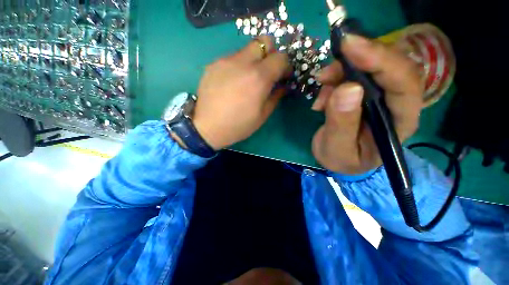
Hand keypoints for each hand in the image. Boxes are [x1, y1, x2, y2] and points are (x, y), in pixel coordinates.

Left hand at [192, 36, 289, 149]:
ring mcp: (226, 61)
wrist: (208, 128)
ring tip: (248, 78)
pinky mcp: (213, 64)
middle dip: (271, 54)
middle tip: (267, 71)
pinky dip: (238, 65)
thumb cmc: (239, 125)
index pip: (280, 58)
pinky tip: (233, 81)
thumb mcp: (263, 115)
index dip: (285, 66)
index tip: (283, 76)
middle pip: (264, 41)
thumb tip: (282, 86)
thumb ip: (276, 96)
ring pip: (247, 49)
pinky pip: (232, 57)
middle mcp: (243, 63)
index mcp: (259, 78)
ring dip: (254, 60)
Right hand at [311, 35, 423, 173]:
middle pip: (389, 67)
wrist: (338, 160)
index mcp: (400, 121)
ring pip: (368, 67)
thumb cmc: (342, 160)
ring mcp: (380, 96)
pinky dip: (334, 80)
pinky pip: (352, 75)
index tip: (350, 46)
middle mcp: (396, 104)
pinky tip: (322, 99)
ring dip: (341, 72)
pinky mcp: (364, 93)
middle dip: (358, 60)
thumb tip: (346, 88)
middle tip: (327, 69)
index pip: (403, 82)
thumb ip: (341, 123)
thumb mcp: (337, 148)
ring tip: (321, 88)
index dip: (380, 59)